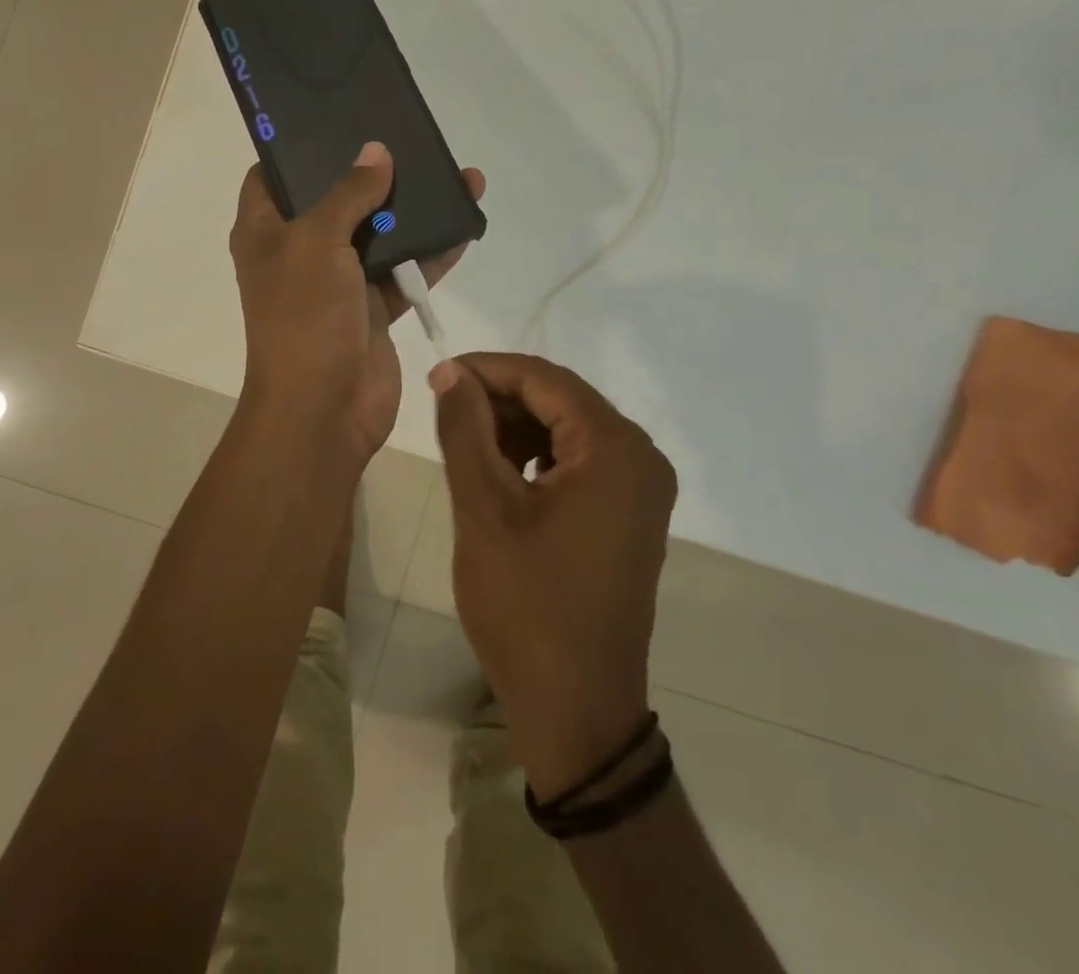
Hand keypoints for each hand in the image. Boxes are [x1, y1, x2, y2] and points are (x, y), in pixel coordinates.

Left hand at [231, 143, 483, 467]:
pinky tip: (465, 223)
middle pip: (334, 199)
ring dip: (413, 209)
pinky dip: (432, 251)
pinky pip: (405, 269)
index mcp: (265, 232)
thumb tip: (376, 152)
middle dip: (370, 172)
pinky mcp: (372, 307)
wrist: (324, 410)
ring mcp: (337, 281)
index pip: (272, 176)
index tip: (334, 118)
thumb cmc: (303, 316)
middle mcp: (298, 251)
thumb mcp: (317, 242)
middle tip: (408, 135)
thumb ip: (348, 193)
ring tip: (454, 174)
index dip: (296, 147)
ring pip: (377, 233)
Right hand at [431, 353, 676, 799]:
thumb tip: (450, 372)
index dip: (487, 369)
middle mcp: (640, 457)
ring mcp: (641, 489)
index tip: (437, 377)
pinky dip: (537, 456)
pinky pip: (580, 461)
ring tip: (468, 446)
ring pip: (568, 428)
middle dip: (501, 398)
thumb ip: (465, 428)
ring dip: (516, 426)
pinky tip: (502, 475)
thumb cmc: (526, 606)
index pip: (545, 379)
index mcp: (615, 449)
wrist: (576, 709)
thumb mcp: (484, 508)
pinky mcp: (630, 514)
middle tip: (446, 414)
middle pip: (561, 399)